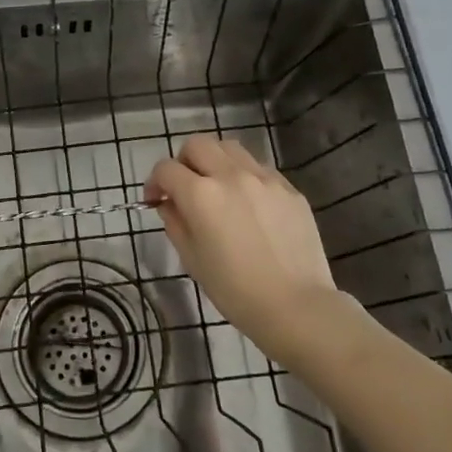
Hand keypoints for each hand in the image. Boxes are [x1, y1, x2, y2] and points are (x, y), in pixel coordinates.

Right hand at [144, 135, 355, 362]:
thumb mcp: (192, 259)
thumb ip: (175, 222)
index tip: (156, 200)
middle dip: (183, 162)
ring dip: (215, 161)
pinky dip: (244, 176)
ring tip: (218, 188)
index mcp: (200, 194)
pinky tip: (249, 204)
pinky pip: (259, 168)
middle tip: (185, 188)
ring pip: (230, 148)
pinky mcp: (289, 189)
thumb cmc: (235, 290)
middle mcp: (231, 175)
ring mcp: (264, 178)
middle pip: (197, 145)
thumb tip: (170, 204)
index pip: (166, 169)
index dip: (155, 182)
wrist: (296, 306)